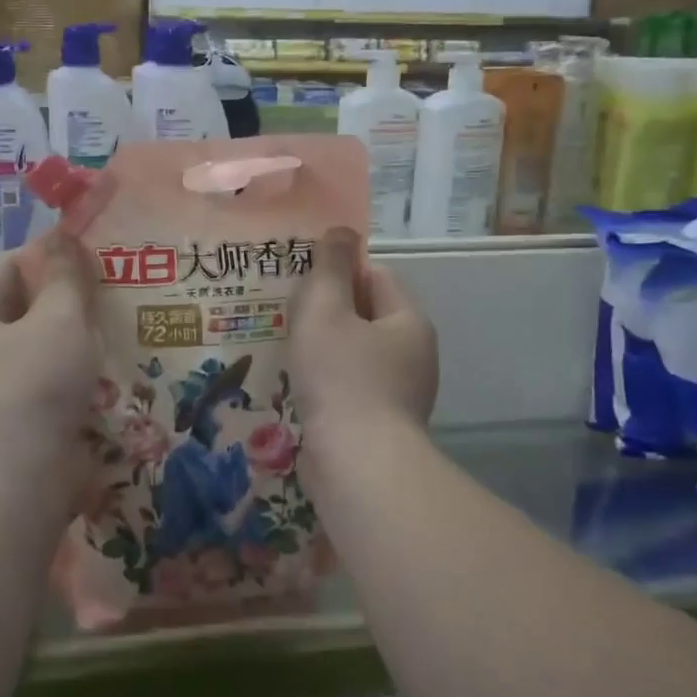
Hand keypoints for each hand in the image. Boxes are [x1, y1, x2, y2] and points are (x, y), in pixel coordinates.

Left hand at [0, 234, 102, 488]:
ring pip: (54, 357)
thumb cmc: (33, 385)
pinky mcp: (35, 432)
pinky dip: (90, 384)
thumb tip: (63, 235)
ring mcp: (10, 400)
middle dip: (72, 302)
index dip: (43, 254)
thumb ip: (66, 278)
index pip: (8, 272)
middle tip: (118, 287)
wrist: (20, 482)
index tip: (87, 249)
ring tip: (130, 328)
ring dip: (86, 345)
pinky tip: (125, 376)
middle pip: (32, 316)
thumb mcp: (56, 319)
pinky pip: (66, 395)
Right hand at [290, 227, 437, 446]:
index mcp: (408, 322)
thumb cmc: (341, 377)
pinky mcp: (381, 426)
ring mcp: (400, 394)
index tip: (301, 281)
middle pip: (364, 316)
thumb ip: (330, 267)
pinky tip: (297, 389)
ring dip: (322, 350)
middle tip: (286, 314)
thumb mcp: (326, 310)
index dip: (338, 272)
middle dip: (326, 312)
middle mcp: (412, 355)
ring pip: (354, 355)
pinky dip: (326, 385)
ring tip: (285, 350)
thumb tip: (342, 230)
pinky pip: (349, 389)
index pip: (375, 277)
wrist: (357, 466)